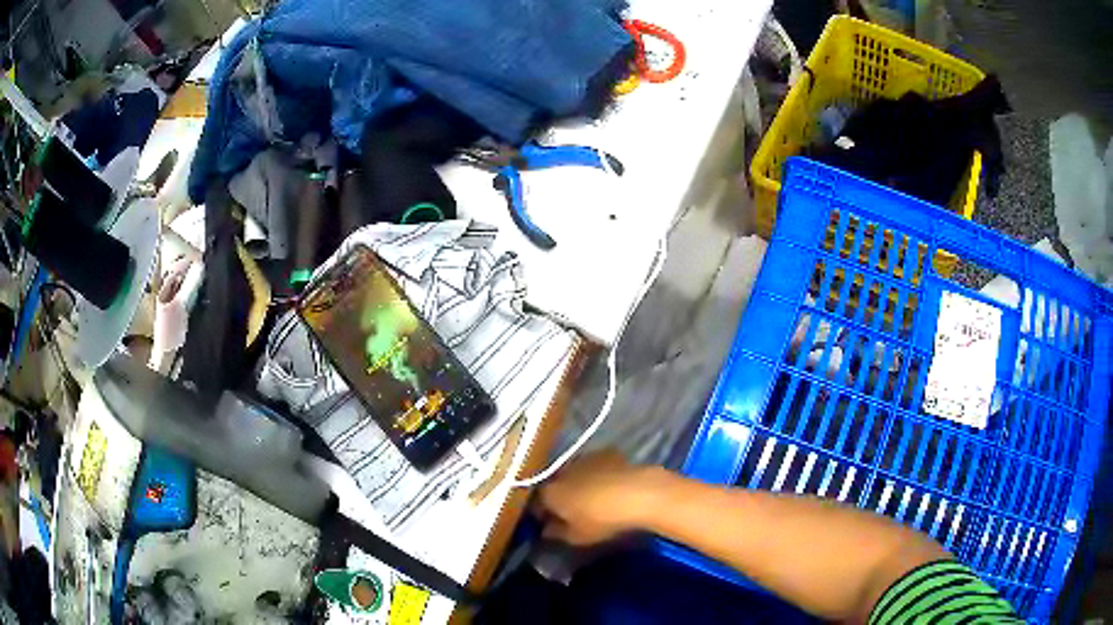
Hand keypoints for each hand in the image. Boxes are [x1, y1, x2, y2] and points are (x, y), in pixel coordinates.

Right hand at [533, 450, 661, 546]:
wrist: (638, 493)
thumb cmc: (602, 519)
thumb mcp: (577, 536)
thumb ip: (557, 533)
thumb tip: (547, 531)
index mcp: (549, 492)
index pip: (536, 504)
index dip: (541, 515)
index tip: (548, 525)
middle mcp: (561, 471)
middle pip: (554, 485)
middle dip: (558, 496)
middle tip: (569, 511)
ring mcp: (584, 458)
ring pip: (573, 472)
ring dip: (577, 482)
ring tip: (590, 496)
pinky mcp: (606, 452)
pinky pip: (594, 465)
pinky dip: (596, 473)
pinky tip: (608, 484)